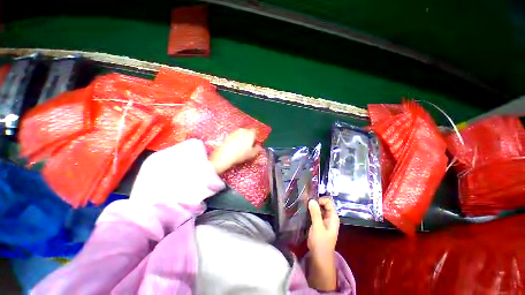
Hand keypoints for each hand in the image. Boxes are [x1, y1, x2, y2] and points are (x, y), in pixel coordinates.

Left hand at [210, 128, 262, 173]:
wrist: (225, 155)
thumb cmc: (241, 154)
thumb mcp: (252, 154)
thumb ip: (257, 149)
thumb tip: (259, 147)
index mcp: (251, 134)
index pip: (256, 132)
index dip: (256, 137)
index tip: (255, 143)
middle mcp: (243, 130)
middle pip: (249, 132)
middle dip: (249, 137)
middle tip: (249, 146)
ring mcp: (235, 132)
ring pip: (242, 133)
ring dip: (243, 138)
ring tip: (241, 147)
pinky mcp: (229, 134)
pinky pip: (235, 136)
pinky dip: (236, 139)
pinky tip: (235, 146)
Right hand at [306, 197, 339, 291]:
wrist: (319, 258)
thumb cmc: (321, 243)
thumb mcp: (318, 228)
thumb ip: (315, 214)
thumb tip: (311, 200)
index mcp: (333, 217)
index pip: (328, 202)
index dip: (320, 200)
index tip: (311, 202)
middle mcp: (329, 217)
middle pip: (323, 204)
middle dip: (315, 202)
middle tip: (305, 202)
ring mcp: (324, 220)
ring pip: (318, 208)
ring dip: (312, 206)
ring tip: (303, 205)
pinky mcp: (318, 223)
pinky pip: (315, 213)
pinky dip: (310, 211)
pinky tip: (304, 210)